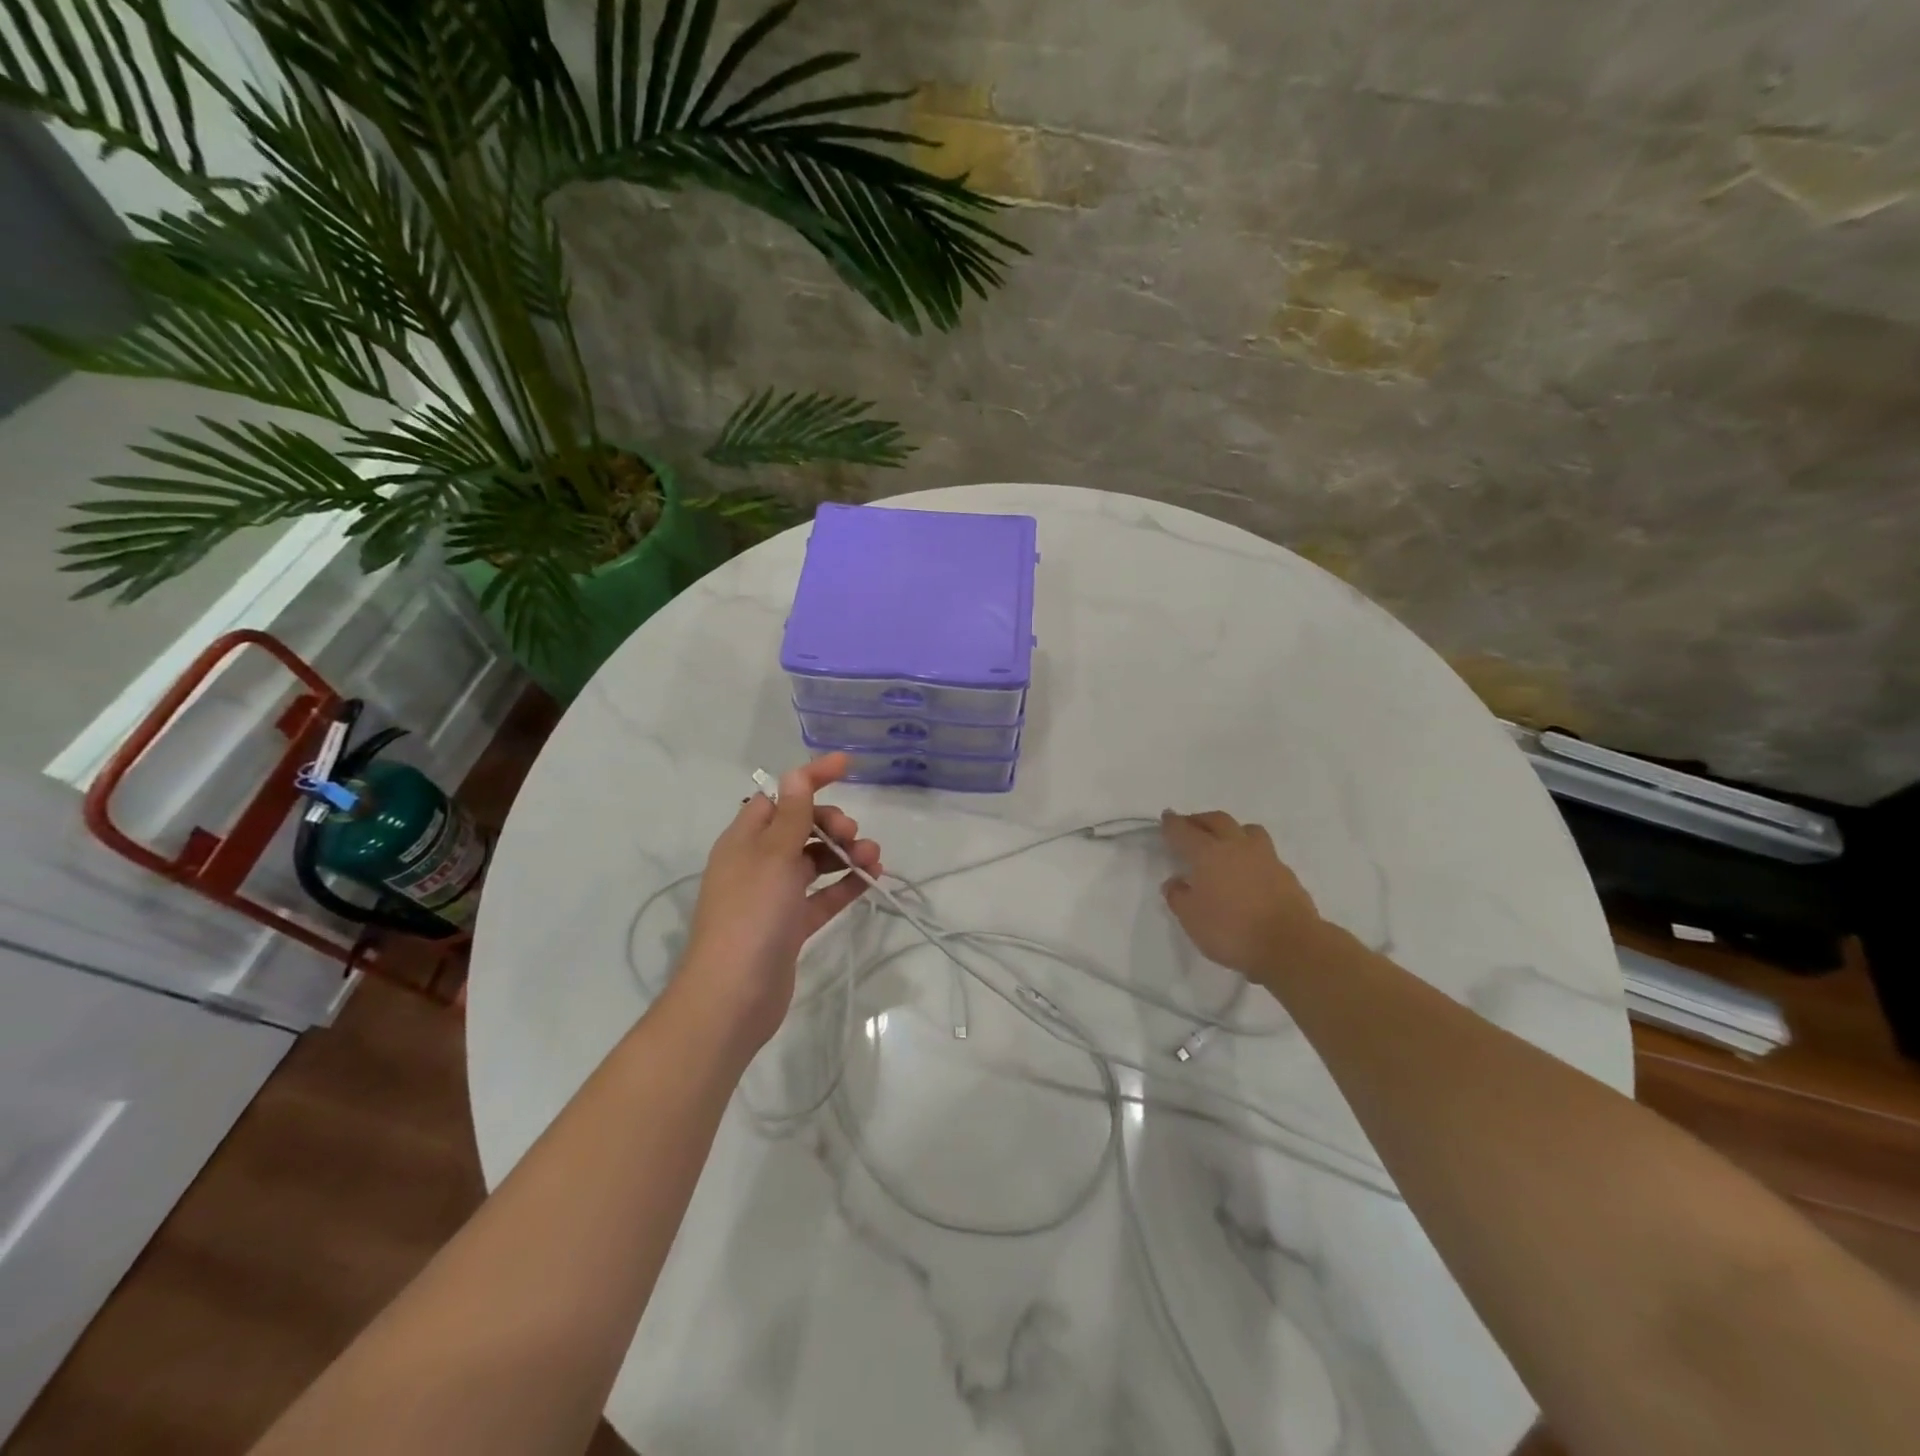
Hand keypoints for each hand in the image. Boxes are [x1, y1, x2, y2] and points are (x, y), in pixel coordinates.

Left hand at [678, 754, 881, 1051]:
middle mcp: (757, 863)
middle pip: (799, 827)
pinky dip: (845, 884)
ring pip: (814, 861)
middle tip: (852, 833)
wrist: (733, 997)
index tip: (847, 766)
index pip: (780, 795)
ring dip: (844, 853)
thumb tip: (796, 773)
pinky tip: (871, 879)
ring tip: (873, 857)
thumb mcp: (774, 856)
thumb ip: (791, 815)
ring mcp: (774, 896)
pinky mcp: (790, 926)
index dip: (811, 778)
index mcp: (745, 840)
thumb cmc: (751, 915)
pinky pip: (822, 895)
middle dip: (831, 822)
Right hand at [1160, 810, 1337, 981]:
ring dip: (1231, 829)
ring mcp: (1265, 857)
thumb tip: (1175, 882)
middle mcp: (1236, 846)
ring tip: (1224, 842)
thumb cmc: (1231, 931)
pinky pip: (1264, 851)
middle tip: (1190, 826)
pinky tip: (1247, 868)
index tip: (1166, 817)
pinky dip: (1250, 852)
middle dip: (1200, 819)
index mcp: (1207, 853)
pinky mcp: (1285, 872)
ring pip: (1246, 829)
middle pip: (1216, 820)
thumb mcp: (1191, 919)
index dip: (1172, 823)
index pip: (1184, 831)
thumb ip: (1178, 897)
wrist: (1291, 945)